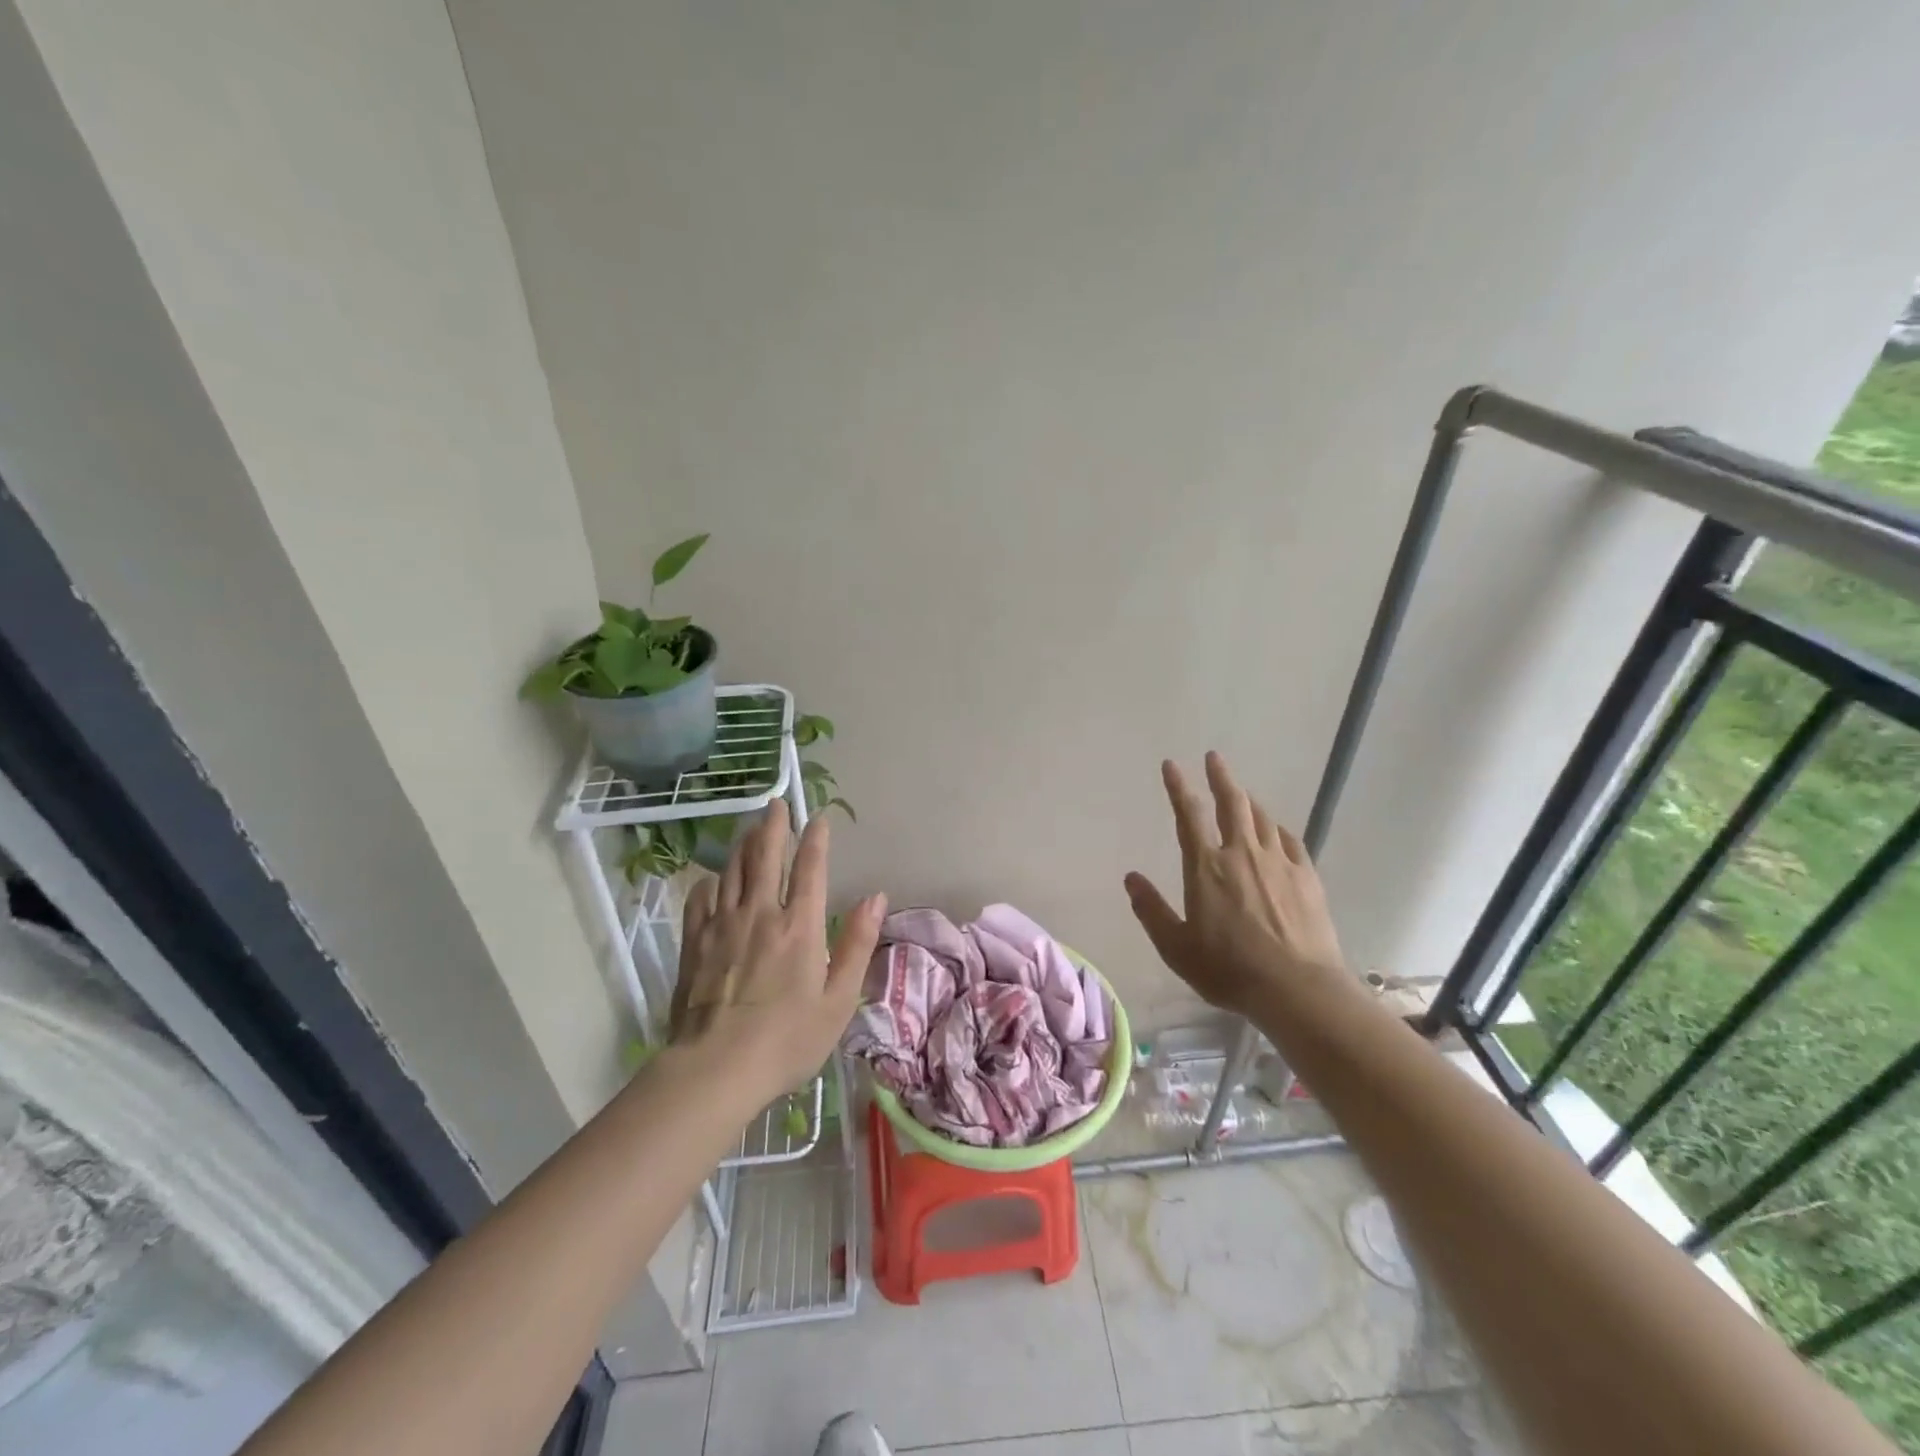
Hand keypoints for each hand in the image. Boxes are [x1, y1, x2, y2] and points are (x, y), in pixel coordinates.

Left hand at [668, 805, 885, 1099]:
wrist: (716, 1068)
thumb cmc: (787, 1039)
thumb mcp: (838, 999)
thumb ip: (857, 943)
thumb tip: (876, 897)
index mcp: (799, 926)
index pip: (810, 868)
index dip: (816, 839)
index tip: (818, 818)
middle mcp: (761, 914)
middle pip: (766, 857)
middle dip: (773, 826)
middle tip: (775, 803)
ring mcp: (723, 925)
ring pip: (733, 871)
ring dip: (743, 845)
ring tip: (749, 829)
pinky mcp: (694, 943)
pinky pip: (701, 899)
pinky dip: (710, 881)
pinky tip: (713, 879)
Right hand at [1124, 752, 1346, 1016]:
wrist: (1297, 988)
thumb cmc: (1228, 969)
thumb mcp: (1176, 947)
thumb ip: (1151, 910)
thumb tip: (1131, 878)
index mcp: (1206, 867)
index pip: (1189, 815)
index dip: (1178, 787)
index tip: (1172, 764)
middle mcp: (1242, 854)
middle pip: (1232, 804)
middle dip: (1221, 777)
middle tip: (1215, 758)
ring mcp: (1279, 862)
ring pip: (1262, 818)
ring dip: (1248, 801)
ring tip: (1242, 794)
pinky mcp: (1307, 876)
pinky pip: (1291, 840)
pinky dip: (1278, 829)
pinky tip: (1277, 831)